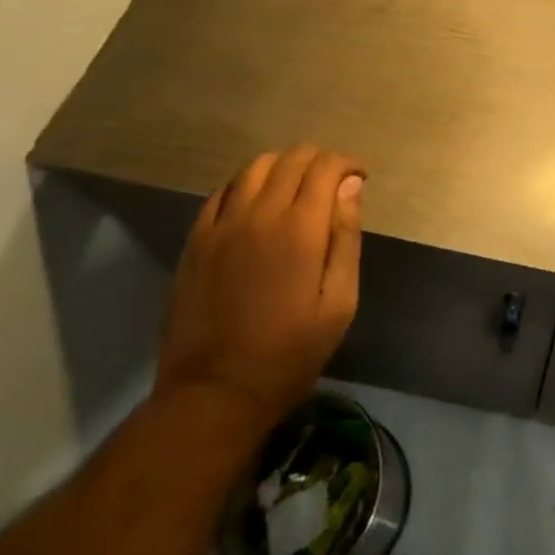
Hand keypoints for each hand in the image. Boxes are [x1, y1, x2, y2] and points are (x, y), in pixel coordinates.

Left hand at [156, 144, 364, 430]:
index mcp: (301, 227)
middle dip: (319, 161)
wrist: (212, 397)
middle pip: (292, 158)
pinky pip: (222, 192)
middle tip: (332, 185)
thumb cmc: (287, 355)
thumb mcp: (338, 305)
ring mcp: (222, 225)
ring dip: (282, 167)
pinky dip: (246, 186)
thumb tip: (352, 186)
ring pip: (255, 167)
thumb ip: (346, 238)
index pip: (326, 166)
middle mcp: (260, 213)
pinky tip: (255, 206)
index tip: (359, 180)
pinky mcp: (196, 242)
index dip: (347, 164)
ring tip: (295, 190)